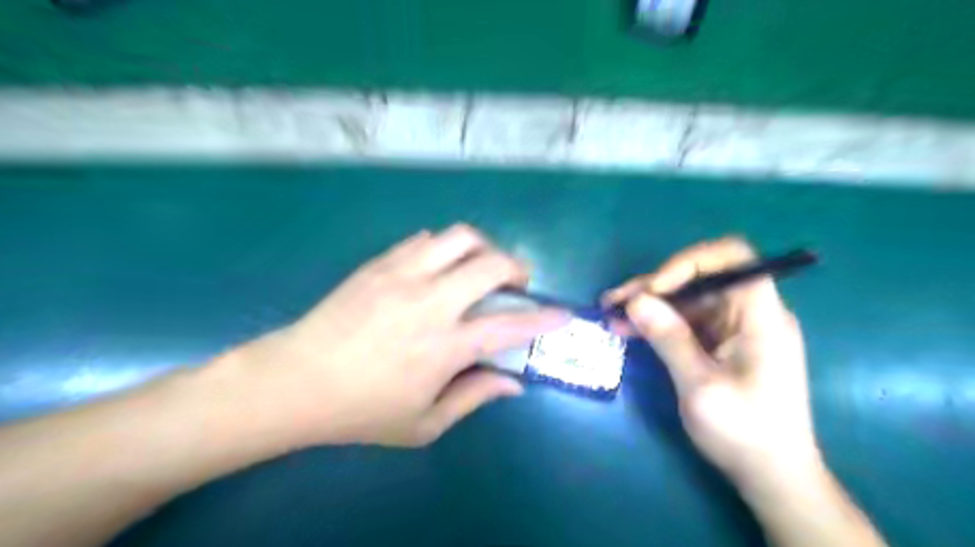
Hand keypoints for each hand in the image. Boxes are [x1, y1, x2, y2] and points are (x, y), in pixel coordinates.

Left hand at [219, 225, 571, 448]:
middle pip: (491, 263)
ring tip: (480, 268)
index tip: (562, 313)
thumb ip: (474, 397)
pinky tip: (440, 268)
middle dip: (518, 268)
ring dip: (483, 248)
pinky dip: (445, 248)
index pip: (510, 325)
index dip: (544, 318)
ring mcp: (403, 275)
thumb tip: (513, 383)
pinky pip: (425, 239)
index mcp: (445, 346)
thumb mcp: (423, 424)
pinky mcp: (380, 263)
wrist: (295, 380)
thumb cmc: (361, 411)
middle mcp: (431, 301)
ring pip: (460, 237)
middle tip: (517, 283)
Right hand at [603, 238, 821, 488]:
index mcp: (761, 316)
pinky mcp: (720, 342)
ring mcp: (733, 327)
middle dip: (654, 285)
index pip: (732, 257)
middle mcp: (749, 312)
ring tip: (611, 313)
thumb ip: (669, 338)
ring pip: (686, 298)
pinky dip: (656, 322)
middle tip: (614, 301)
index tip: (654, 288)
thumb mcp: (701, 387)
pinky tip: (627, 329)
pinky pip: (685, 320)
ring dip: (648, 304)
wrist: (772, 476)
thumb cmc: (745, 433)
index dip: (688, 262)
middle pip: (700, 277)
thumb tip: (636, 300)